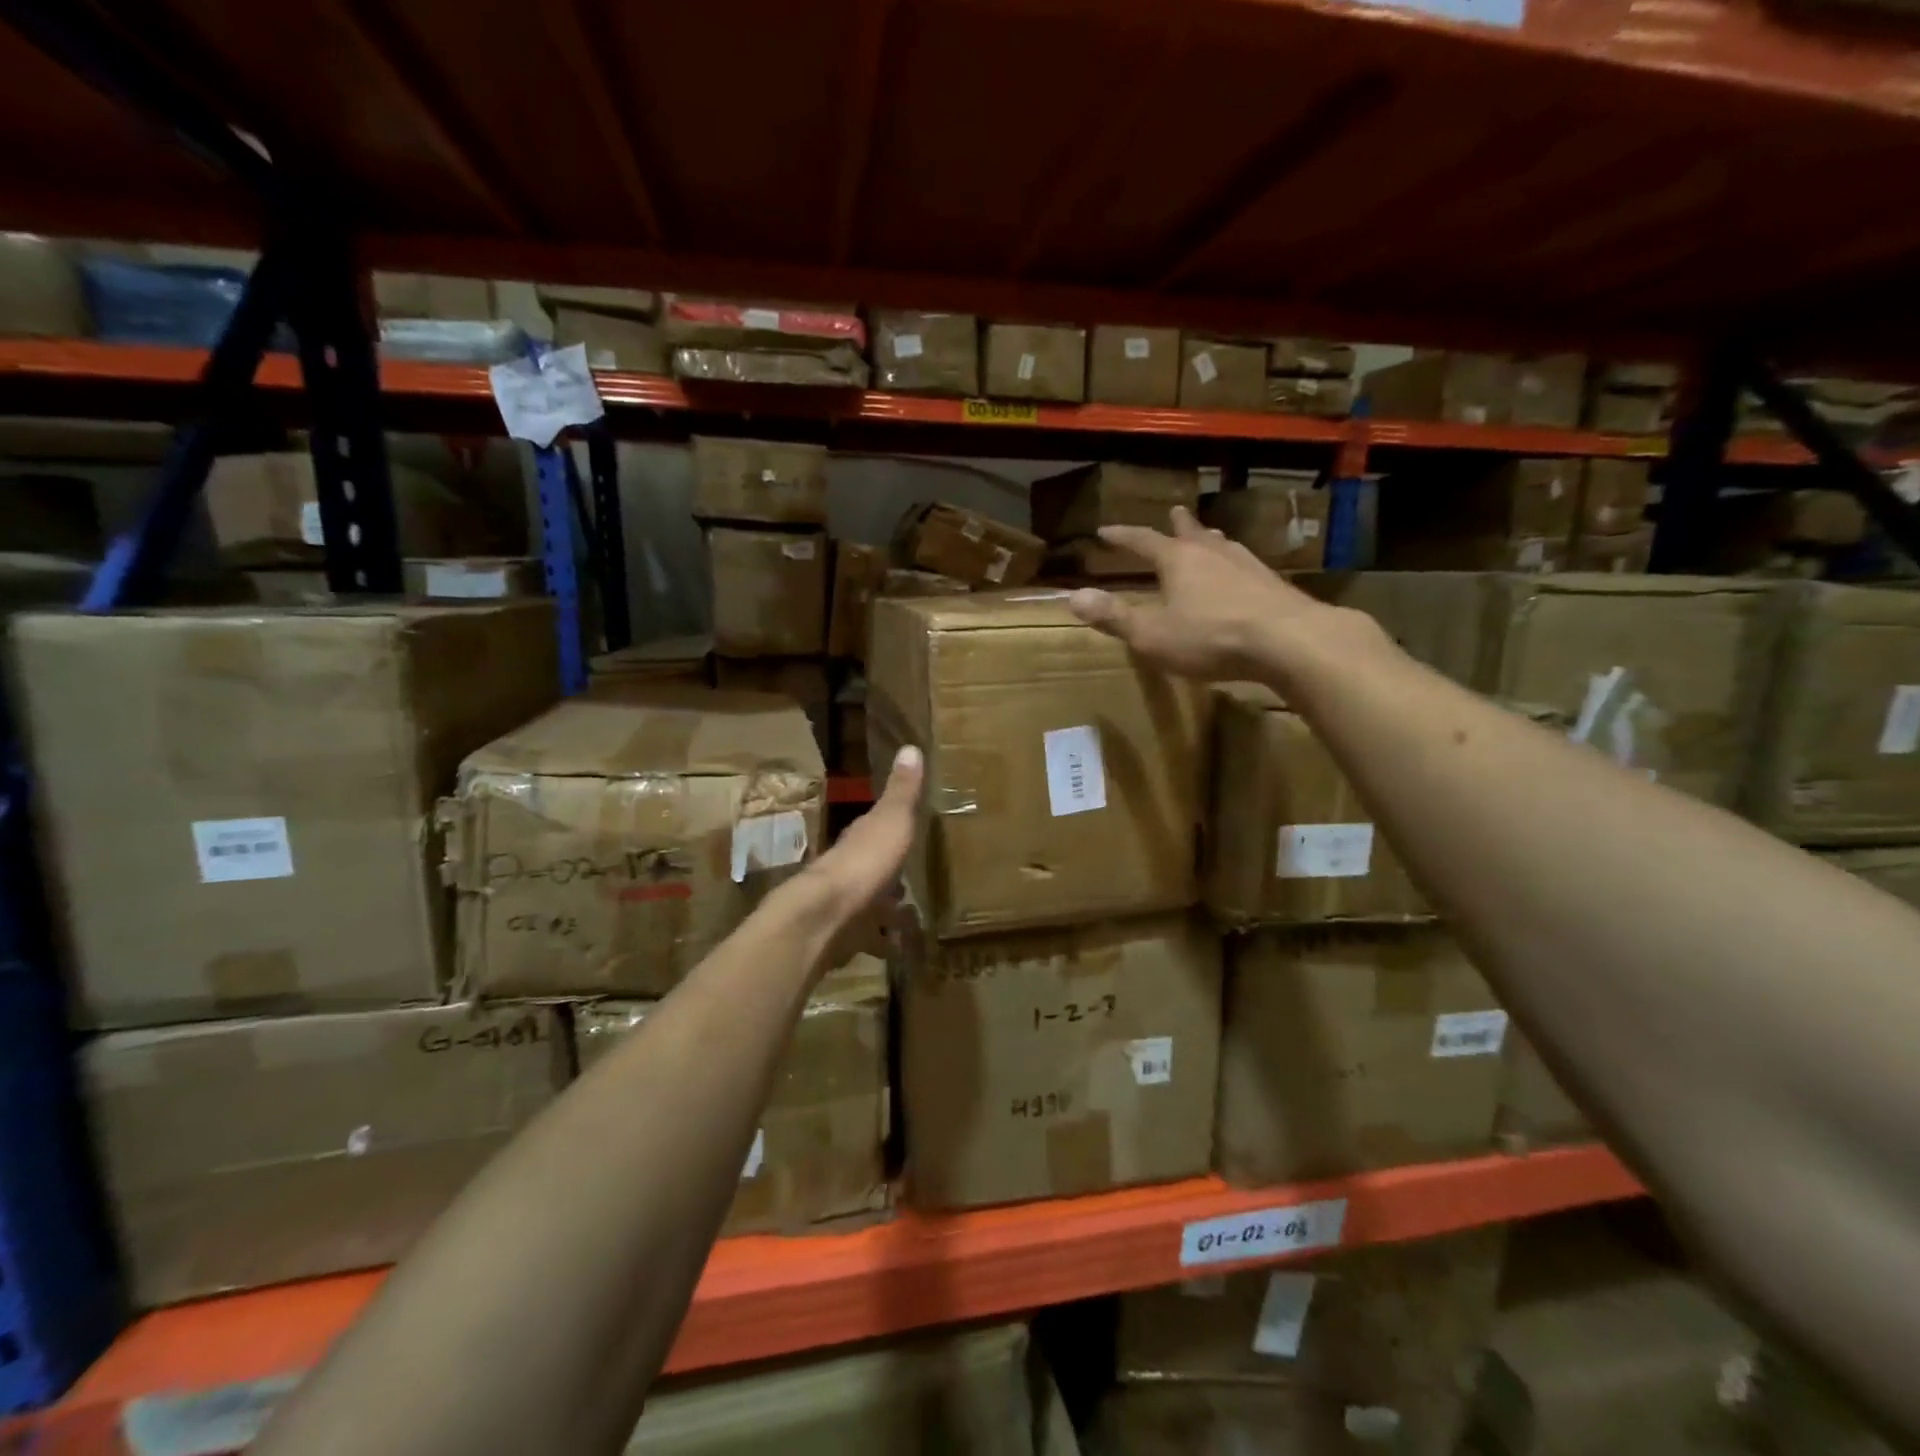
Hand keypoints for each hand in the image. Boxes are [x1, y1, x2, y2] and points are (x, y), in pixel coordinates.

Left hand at [789, 745, 923, 973]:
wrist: (825, 916)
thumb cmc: (864, 862)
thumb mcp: (891, 820)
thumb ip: (902, 791)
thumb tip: (911, 746)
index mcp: (861, 838)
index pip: (876, 828)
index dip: (891, 827)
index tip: (909, 830)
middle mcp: (849, 867)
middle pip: (873, 867)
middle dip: (890, 873)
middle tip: (914, 880)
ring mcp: (845, 903)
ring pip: (870, 903)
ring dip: (886, 909)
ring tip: (912, 919)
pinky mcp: (845, 936)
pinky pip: (868, 938)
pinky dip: (882, 942)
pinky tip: (898, 949)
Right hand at [1067, 506, 1340, 681]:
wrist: (1288, 640)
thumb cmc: (1210, 637)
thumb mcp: (1152, 634)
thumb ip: (1114, 617)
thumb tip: (1072, 597)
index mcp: (1178, 561)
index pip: (1143, 541)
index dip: (1122, 536)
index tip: (1105, 530)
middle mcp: (1212, 553)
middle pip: (1190, 533)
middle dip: (1177, 525)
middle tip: (1174, 511)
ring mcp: (1247, 565)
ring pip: (1223, 545)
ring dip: (1210, 539)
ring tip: (1209, 536)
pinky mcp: (1273, 584)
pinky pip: (1245, 565)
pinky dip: (1234, 563)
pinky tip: (1243, 573)